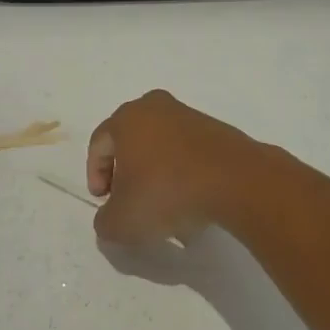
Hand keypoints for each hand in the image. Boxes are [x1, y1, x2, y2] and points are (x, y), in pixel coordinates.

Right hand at [85, 90, 269, 246]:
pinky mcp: (215, 130)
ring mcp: (189, 116)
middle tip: (129, 200)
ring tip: (163, 208)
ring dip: (156, 174)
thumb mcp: (122, 221)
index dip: (95, 175)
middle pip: (131, 141)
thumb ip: (105, 222)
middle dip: (126, 172)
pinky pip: (187, 152)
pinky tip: (189, 201)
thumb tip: (109, 218)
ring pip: (161, 147)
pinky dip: (182, 173)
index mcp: (127, 118)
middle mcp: (155, 107)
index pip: (99, 144)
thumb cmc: (166, 192)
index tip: (104, 201)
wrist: (234, 180)